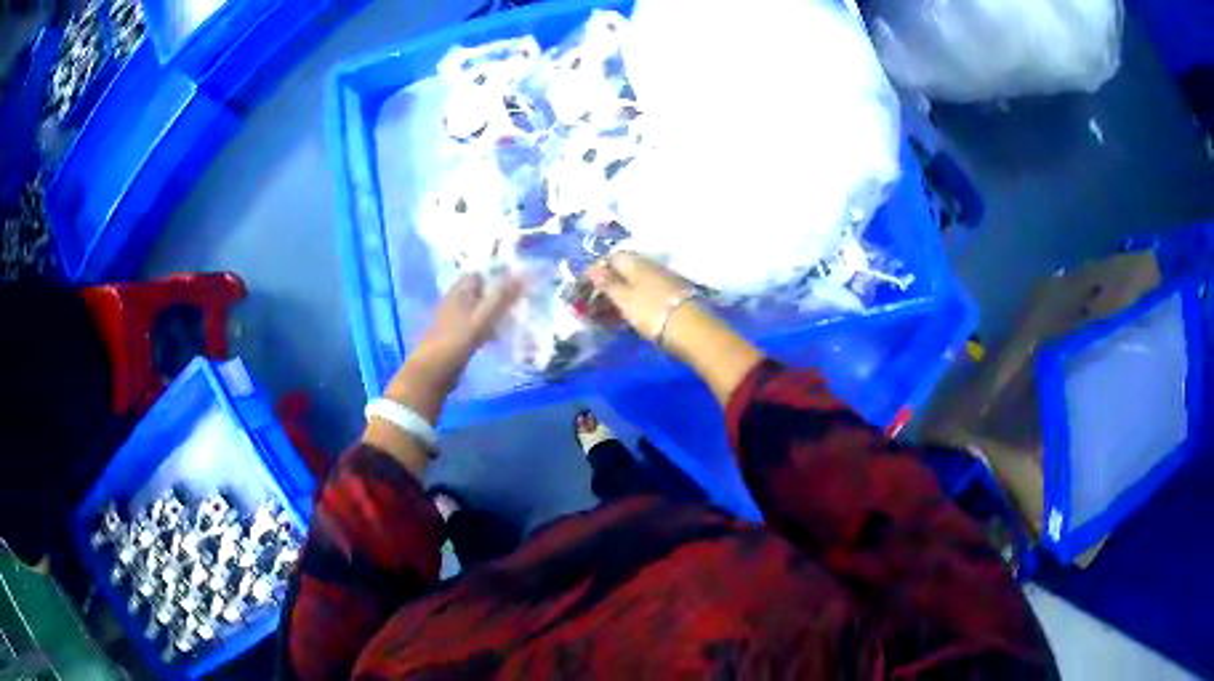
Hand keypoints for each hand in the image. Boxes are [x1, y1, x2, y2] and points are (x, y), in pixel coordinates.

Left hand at [413, 273, 523, 379]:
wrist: (433, 370)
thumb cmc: (456, 340)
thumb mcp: (482, 316)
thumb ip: (502, 296)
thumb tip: (523, 273)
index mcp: (460, 290)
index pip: (482, 272)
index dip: (501, 273)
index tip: (521, 279)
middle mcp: (457, 299)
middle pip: (483, 290)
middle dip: (501, 293)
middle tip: (523, 299)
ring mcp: (456, 317)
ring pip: (481, 308)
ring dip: (497, 311)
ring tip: (518, 316)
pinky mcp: (458, 334)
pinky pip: (478, 325)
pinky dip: (490, 327)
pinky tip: (502, 335)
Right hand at [585, 252, 696, 341]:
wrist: (691, 328)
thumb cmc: (652, 311)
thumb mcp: (624, 298)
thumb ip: (607, 283)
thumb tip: (592, 268)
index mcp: (635, 262)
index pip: (611, 258)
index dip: (596, 272)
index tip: (585, 290)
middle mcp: (650, 265)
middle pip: (623, 270)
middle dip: (607, 286)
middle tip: (594, 307)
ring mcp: (663, 279)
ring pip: (635, 282)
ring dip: (620, 296)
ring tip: (608, 316)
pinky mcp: (672, 294)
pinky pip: (646, 293)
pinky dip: (634, 302)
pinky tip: (629, 316)